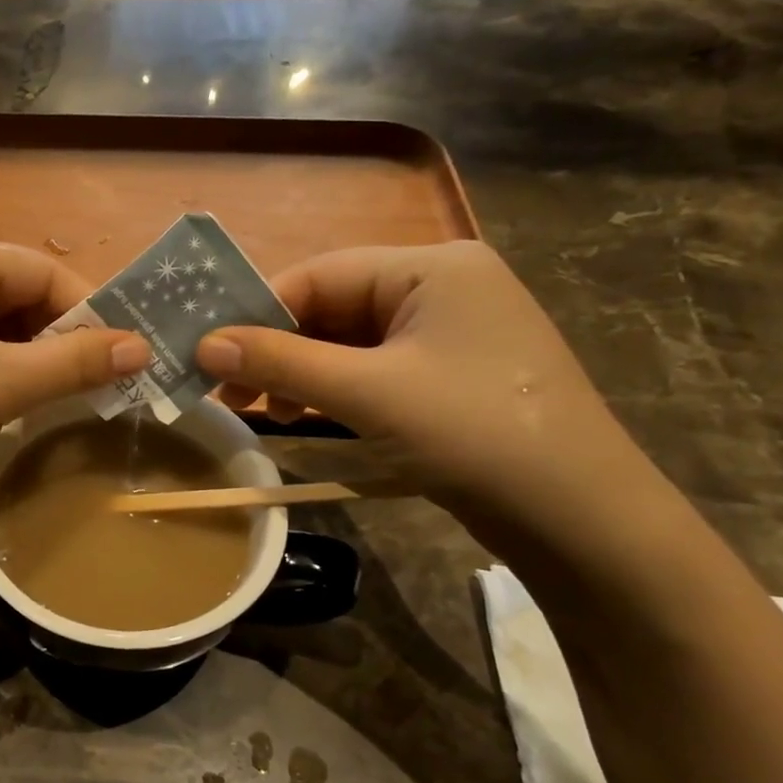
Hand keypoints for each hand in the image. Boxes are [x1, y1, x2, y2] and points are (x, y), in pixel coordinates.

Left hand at [0, 237, 148, 497]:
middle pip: (10, 293)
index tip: (121, 357)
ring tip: (48, 399)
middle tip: (88, 385)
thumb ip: (74, 362)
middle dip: (52, 338)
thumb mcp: (2, 384)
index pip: (39, 269)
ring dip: (21, 359)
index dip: (87, 312)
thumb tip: (143, 347)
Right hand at [197, 242, 640, 526]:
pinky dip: (333, 388)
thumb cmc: (473, 433)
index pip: (319, 273)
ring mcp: (449, 332)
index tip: (210, 354)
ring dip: (300, 372)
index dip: (258, 311)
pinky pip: (373, 367)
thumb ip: (281, 363)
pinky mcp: (450, 373)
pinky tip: (305, 414)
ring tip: (263, 411)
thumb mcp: (367, 393)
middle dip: (278, 348)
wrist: (579, 516)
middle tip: (229, 392)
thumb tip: (204, 345)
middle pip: (332, 305)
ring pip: (348, 340)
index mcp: (432, 267)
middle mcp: (442, 286)